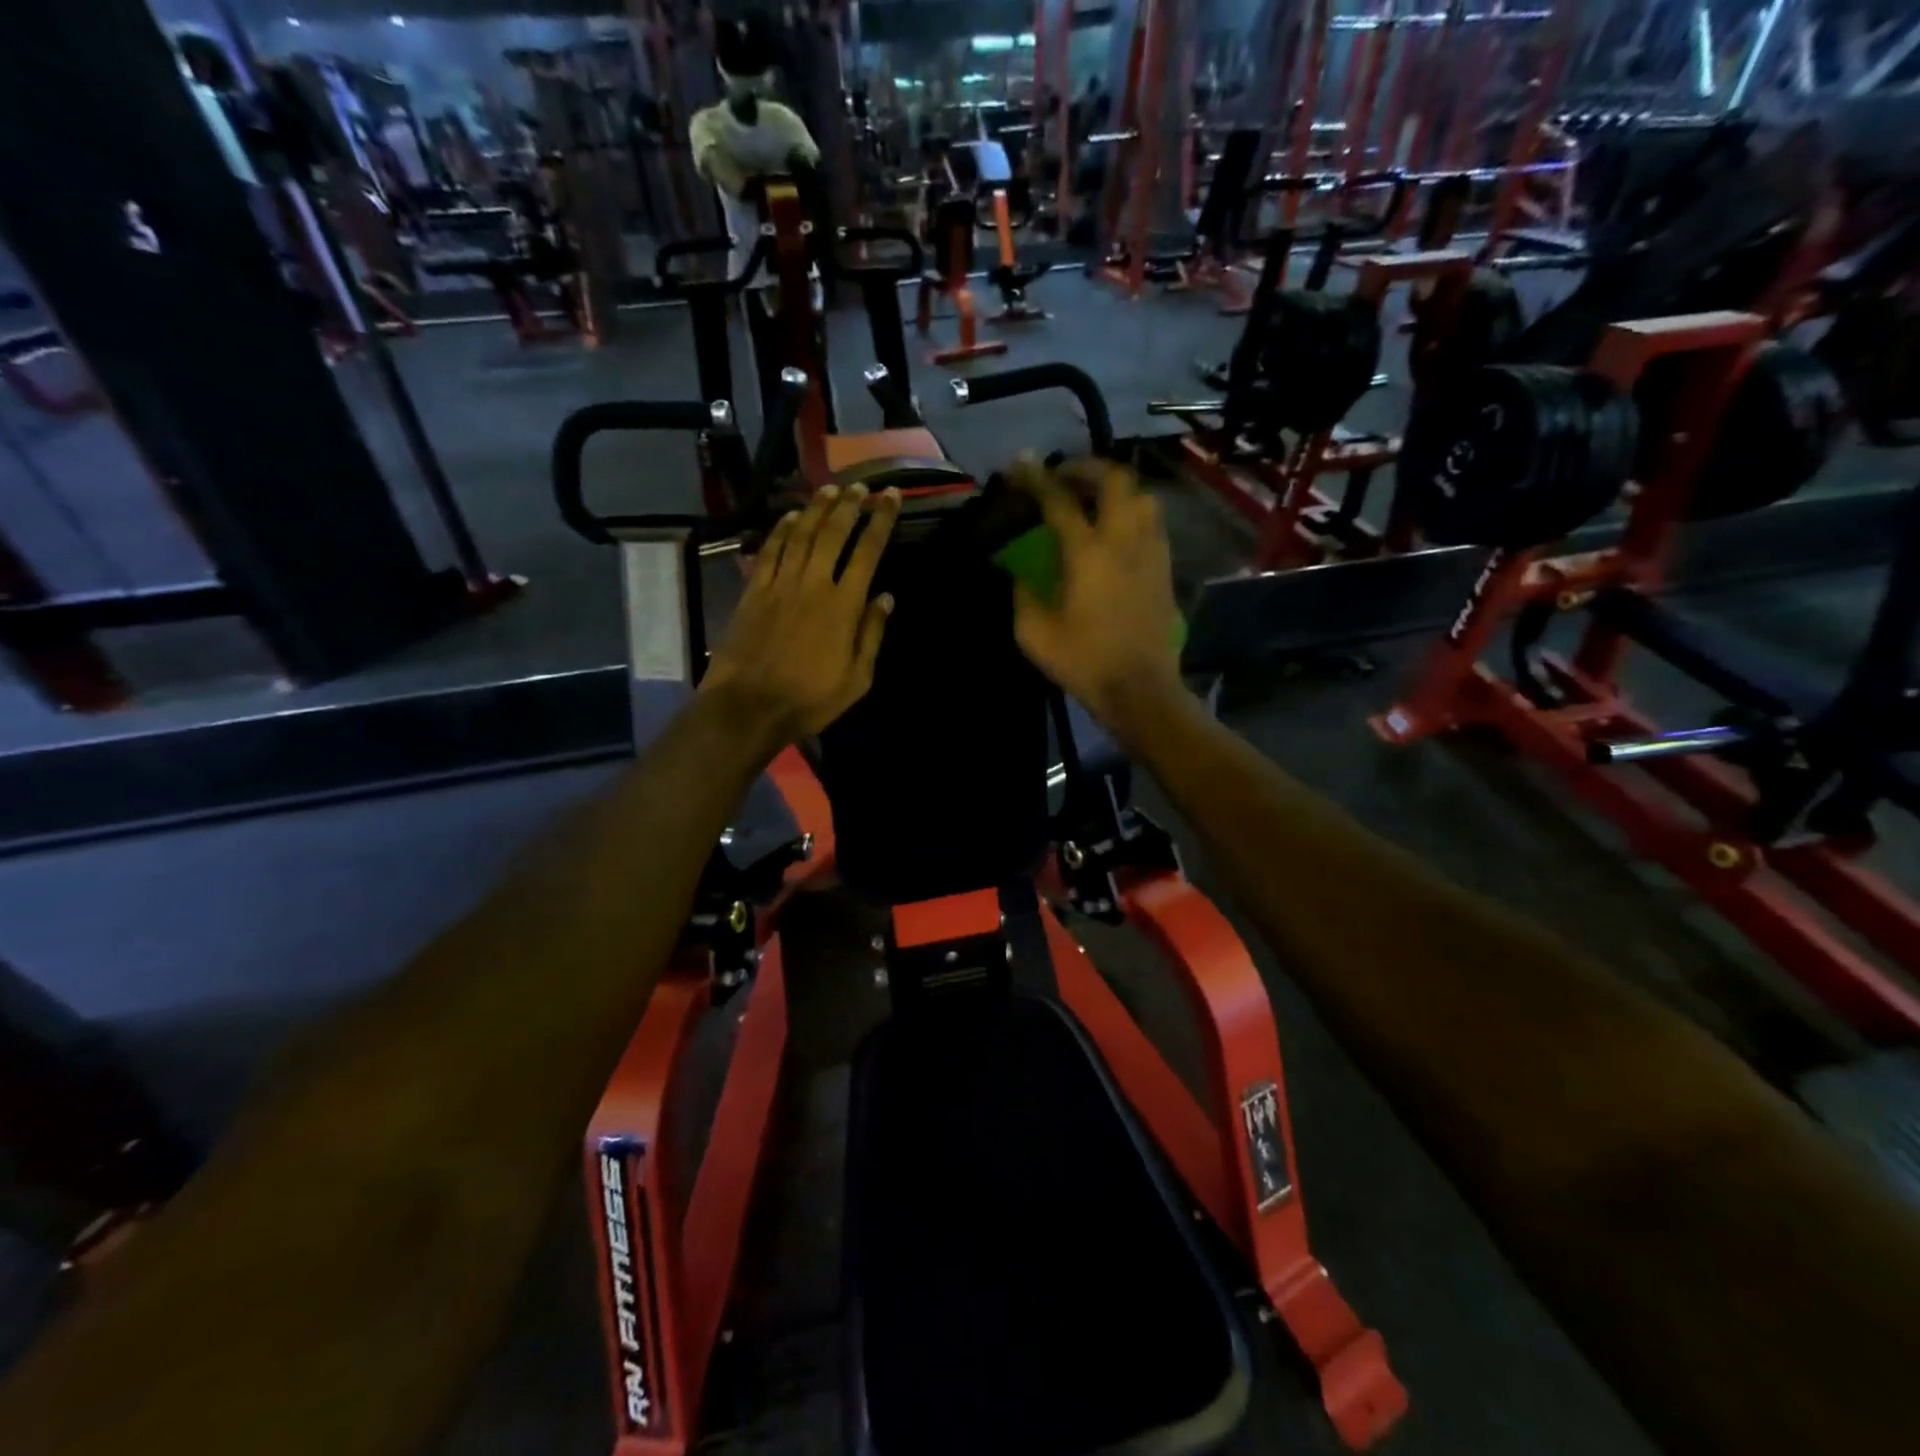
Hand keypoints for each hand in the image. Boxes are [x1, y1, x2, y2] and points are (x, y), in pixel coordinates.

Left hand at [700, 483, 900, 754]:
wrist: (749, 706)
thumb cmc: (810, 699)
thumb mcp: (857, 679)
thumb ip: (871, 634)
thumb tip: (886, 597)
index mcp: (843, 606)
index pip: (867, 552)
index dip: (881, 521)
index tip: (890, 498)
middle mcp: (813, 584)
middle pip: (833, 533)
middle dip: (850, 506)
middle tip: (861, 487)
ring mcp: (780, 585)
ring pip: (800, 535)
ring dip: (816, 509)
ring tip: (830, 490)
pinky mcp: (754, 592)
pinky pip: (770, 552)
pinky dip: (781, 531)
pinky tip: (790, 517)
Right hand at [1008, 456, 1184, 729]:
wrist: (1140, 689)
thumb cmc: (1084, 661)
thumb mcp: (1035, 633)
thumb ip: (1024, 595)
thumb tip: (1021, 576)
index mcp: (1088, 553)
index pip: (1060, 500)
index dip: (1036, 478)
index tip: (1019, 464)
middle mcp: (1125, 540)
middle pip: (1114, 480)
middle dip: (1086, 467)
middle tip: (1063, 477)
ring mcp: (1151, 552)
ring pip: (1142, 496)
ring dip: (1116, 487)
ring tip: (1093, 498)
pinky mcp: (1165, 568)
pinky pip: (1152, 522)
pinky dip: (1132, 511)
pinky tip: (1117, 529)